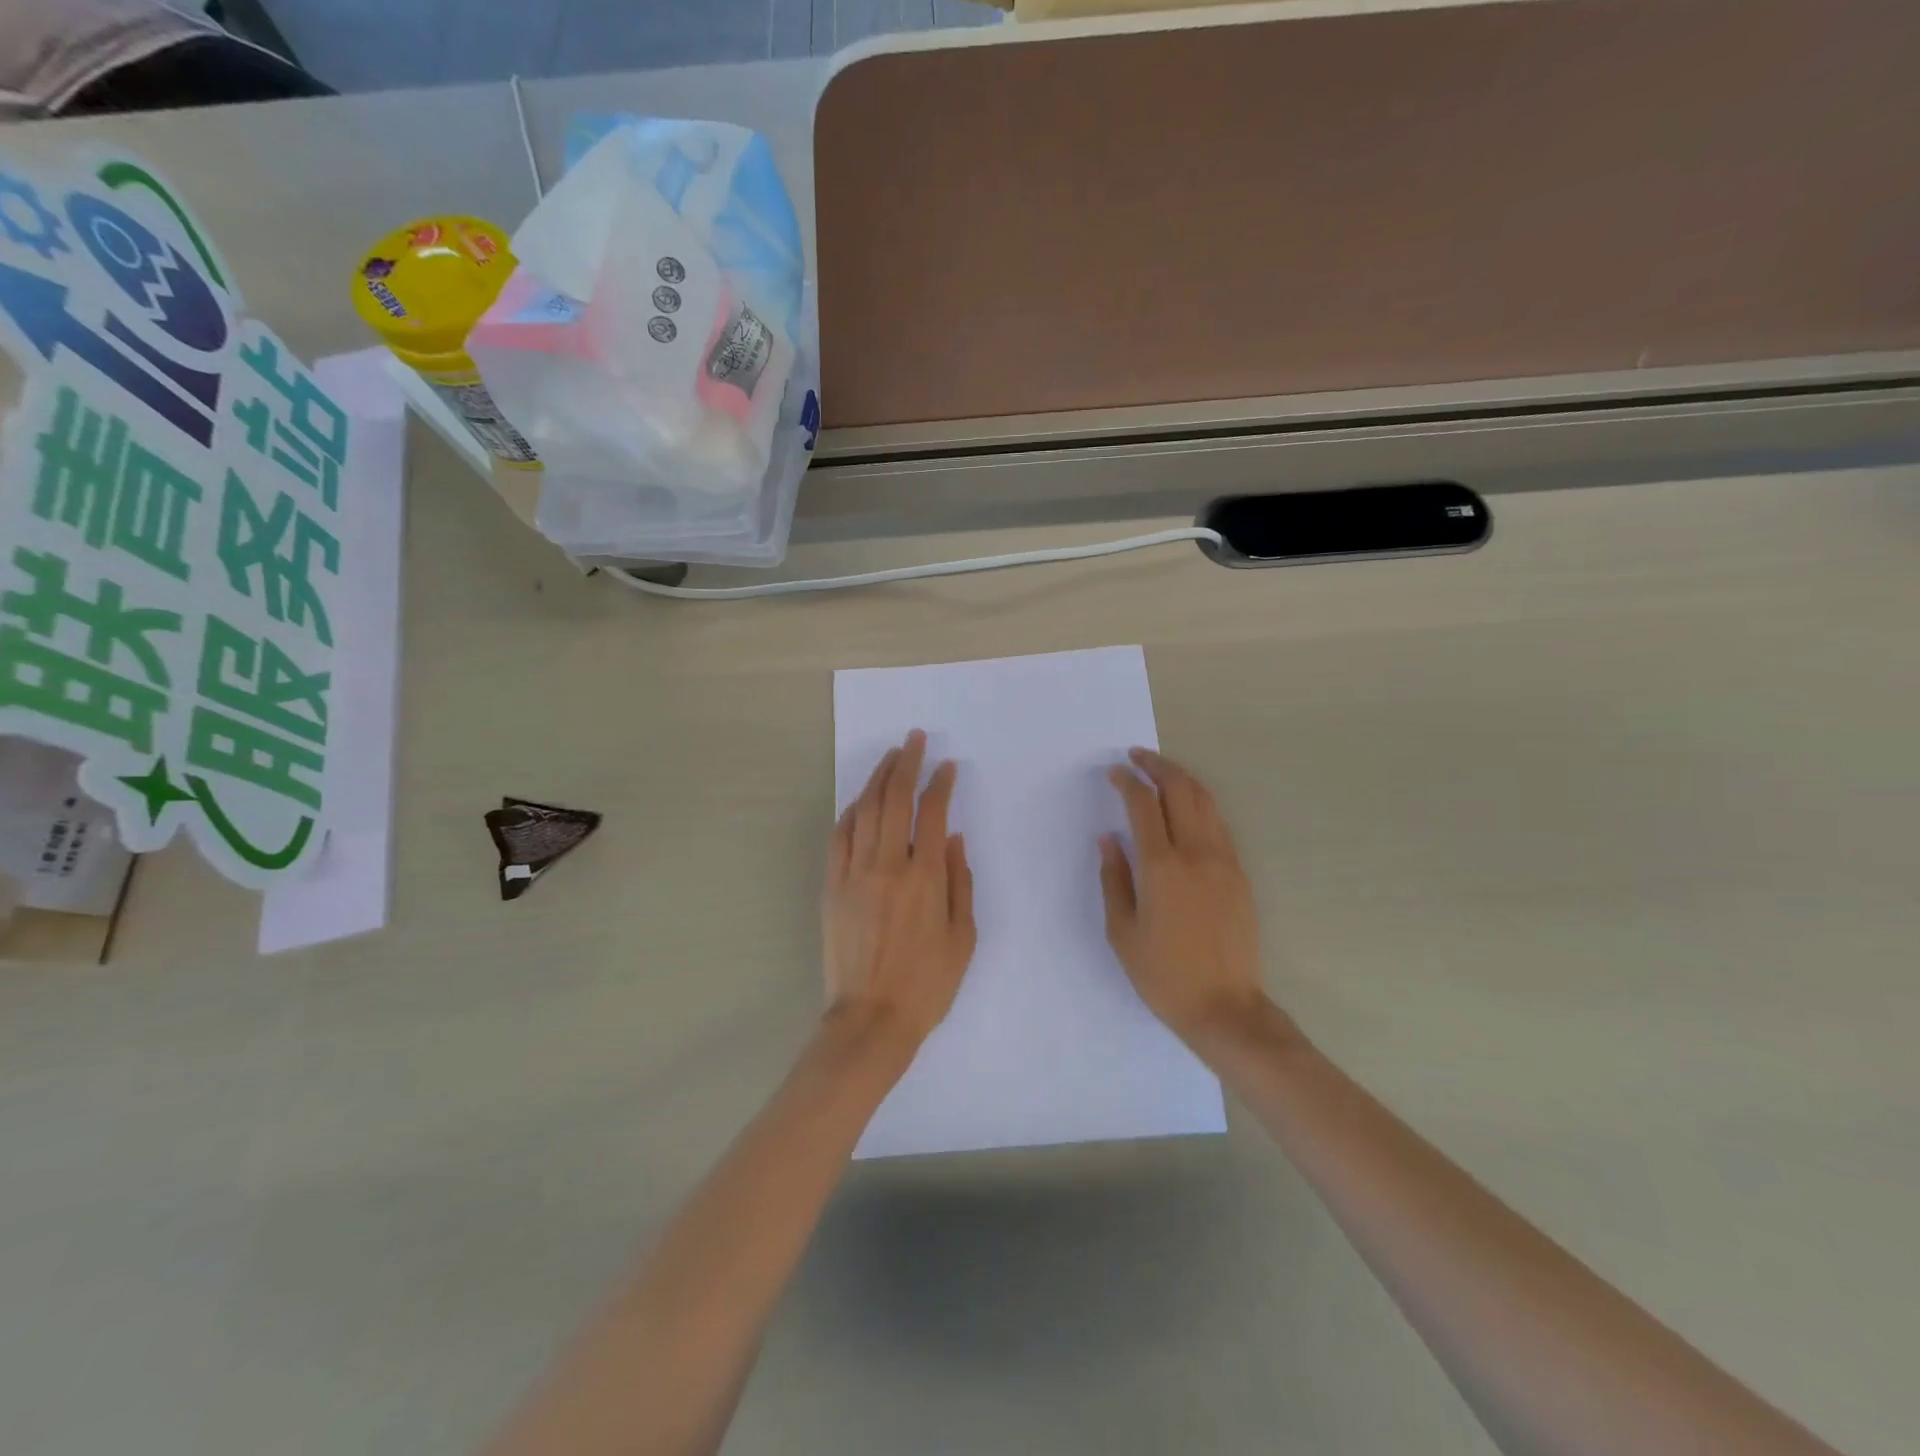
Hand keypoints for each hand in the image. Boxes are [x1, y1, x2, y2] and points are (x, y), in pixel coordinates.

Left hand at [823, 729, 976, 1048]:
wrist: (871, 1019)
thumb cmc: (927, 984)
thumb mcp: (963, 938)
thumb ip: (961, 883)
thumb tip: (955, 839)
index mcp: (925, 878)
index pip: (933, 814)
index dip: (941, 784)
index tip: (947, 766)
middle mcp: (888, 866)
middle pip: (895, 800)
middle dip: (906, 764)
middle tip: (914, 740)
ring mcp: (854, 874)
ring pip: (864, 811)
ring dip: (878, 779)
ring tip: (890, 758)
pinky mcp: (832, 887)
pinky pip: (839, 838)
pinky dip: (850, 813)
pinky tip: (859, 801)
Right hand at [1101, 748, 1270, 1047]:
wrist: (1225, 1007)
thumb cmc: (1162, 974)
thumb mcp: (1122, 930)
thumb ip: (1114, 878)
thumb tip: (1109, 838)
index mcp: (1161, 867)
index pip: (1144, 805)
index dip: (1127, 781)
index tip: (1115, 772)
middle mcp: (1196, 854)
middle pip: (1181, 790)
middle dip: (1157, 766)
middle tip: (1137, 756)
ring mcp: (1224, 861)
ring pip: (1205, 801)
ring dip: (1182, 778)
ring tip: (1161, 771)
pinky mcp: (1239, 874)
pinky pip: (1219, 824)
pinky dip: (1200, 804)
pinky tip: (1187, 807)